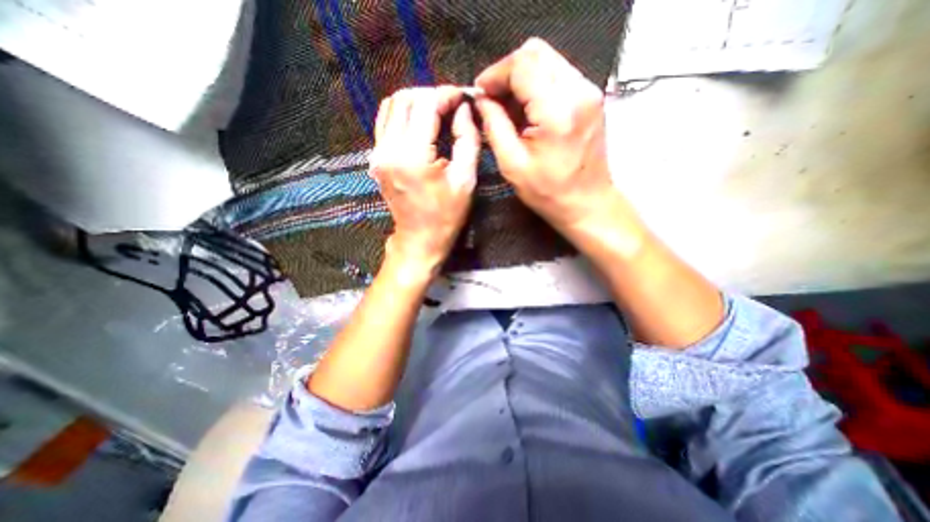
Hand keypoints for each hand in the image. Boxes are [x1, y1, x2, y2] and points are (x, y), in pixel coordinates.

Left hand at [371, 86, 478, 272]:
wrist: (419, 239)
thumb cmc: (446, 215)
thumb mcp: (466, 180)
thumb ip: (467, 139)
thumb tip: (464, 110)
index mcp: (412, 157)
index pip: (426, 104)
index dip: (447, 95)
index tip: (463, 98)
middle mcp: (388, 150)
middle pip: (405, 98)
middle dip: (432, 96)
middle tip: (453, 107)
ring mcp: (377, 154)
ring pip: (391, 106)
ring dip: (417, 102)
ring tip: (438, 113)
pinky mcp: (376, 159)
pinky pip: (386, 123)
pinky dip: (404, 115)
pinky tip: (421, 125)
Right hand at [475, 39, 619, 234]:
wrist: (587, 203)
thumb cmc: (548, 192)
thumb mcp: (512, 164)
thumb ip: (494, 126)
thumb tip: (481, 100)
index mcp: (557, 111)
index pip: (522, 65)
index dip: (495, 74)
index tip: (479, 93)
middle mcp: (578, 91)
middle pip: (536, 53)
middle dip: (507, 71)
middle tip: (491, 97)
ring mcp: (589, 91)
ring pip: (548, 60)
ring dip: (522, 77)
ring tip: (507, 104)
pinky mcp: (591, 97)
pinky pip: (558, 74)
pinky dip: (537, 84)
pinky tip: (527, 108)